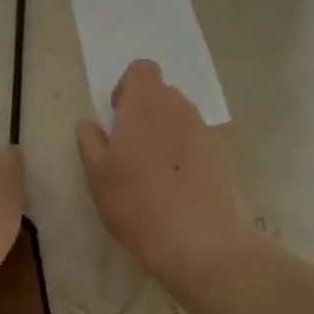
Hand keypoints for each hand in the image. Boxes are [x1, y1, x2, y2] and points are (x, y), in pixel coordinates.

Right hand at [76, 60, 257, 289]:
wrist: (201, 243)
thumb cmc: (138, 204)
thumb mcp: (98, 176)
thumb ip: (90, 142)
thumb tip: (89, 123)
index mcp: (144, 105)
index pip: (142, 69)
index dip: (128, 86)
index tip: (118, 116)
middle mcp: (178, 109)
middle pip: (162, 93)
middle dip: (147, 111)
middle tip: (132, 148)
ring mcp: (204, 132)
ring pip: (181, 119)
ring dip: (167, 133)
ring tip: (156, 171)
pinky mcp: (223, 158)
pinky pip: (199, 143)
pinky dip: (186, 155)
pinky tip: (179, 189)